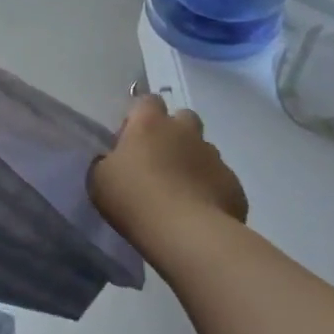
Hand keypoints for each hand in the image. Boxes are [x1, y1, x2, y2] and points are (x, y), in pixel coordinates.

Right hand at [90, 95, 247, 263]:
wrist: (187, 233)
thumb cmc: (134, 198)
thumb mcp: (99, 179)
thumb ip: (107, 162)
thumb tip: (115, 161)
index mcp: (149, 124)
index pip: (148, 100)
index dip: (140, 115)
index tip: (131, 137)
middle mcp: (185, 132)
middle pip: (184, 117)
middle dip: (174, 131)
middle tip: (159, 158)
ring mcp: (214, 157)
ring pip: (204, 149)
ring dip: (192, 160)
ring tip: (180, 189)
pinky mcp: (233, 184)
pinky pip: (219, 179)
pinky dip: (209, 188)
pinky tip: (198, 209)